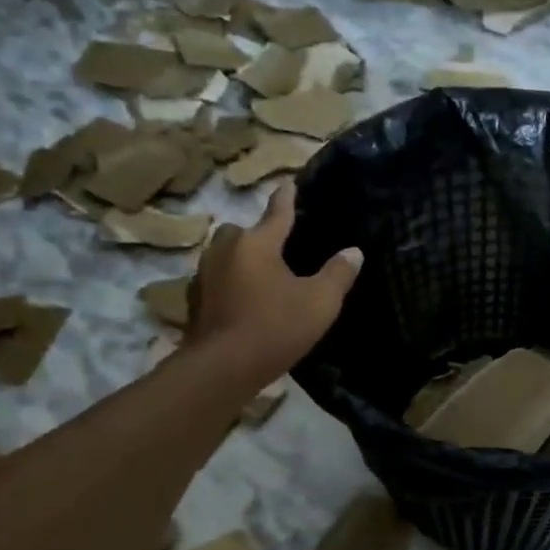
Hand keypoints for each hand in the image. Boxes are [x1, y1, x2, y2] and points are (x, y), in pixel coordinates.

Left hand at [185, 182, 361, 384]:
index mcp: (257, 243)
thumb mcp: (320, 303)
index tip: (289, 181)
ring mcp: (205, 274)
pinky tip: (245, 302)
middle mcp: (226, 249)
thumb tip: (353, 251)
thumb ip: (338, 274)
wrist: (222, 367)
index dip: (287, 197)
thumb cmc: (275, 327)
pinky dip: (232, 284)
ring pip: (227, 255)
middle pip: (244, 231)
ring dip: (243, 260)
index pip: (277, 212)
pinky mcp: (195, 300)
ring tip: (263, 277)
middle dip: (259, 235)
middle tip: (279, 249)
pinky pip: (219, 280)